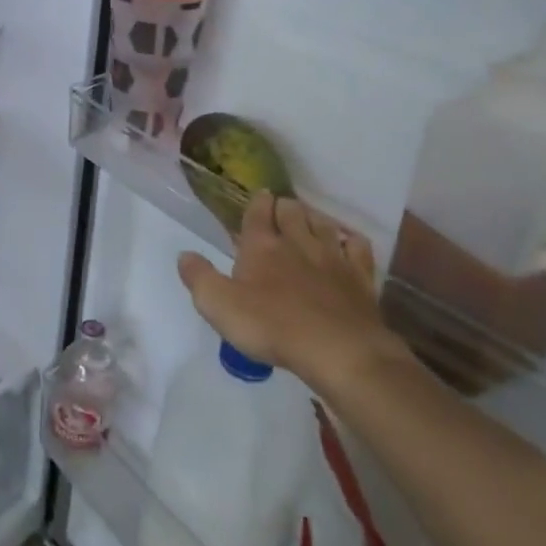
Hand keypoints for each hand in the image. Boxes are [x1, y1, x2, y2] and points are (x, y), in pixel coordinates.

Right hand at [177, 191, 408, 383]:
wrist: (338, 350)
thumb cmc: (272, 326)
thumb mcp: (219, 305)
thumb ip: (199, 277)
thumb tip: (185, 255)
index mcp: (261, 246)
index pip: (258, 213)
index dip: (257, 202)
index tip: (260, 196)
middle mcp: (297, 242)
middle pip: (292, 211)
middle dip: (285, 206)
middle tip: (280, 209)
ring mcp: (332, 258)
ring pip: (323, 224)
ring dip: (314, 218)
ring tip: (308, 219)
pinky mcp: (360, 277)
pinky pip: (357, 247)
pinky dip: (350, 240)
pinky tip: (347, 242)